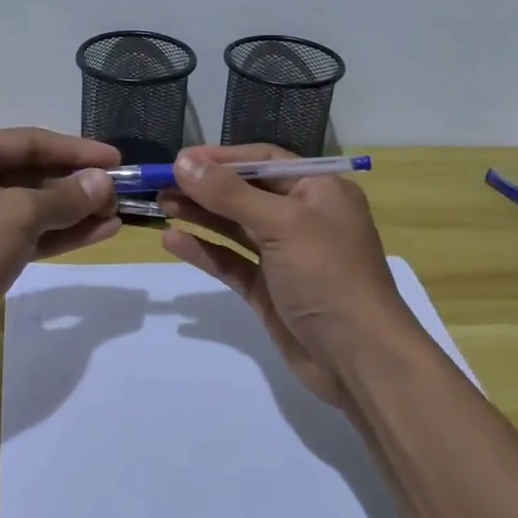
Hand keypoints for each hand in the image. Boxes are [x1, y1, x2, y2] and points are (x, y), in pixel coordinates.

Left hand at [0, 128, 119, 371]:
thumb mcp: (16, 215)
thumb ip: (64, 197)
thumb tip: (103, 182)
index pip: (31, 142)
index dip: (77, 150)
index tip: (117, 159)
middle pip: (32, 174)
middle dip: (77, 185)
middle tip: (120, 193)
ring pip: (31, 208)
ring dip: (73, 212)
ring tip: (116, 215)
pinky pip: (24, 235)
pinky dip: (57, 235)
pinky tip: (96, 233)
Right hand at [159, 144, 418, 408]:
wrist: (358, 358)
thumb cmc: (328, 275)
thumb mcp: (283, 224)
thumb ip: (230, 194)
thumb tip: (183, 162)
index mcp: (319, 191)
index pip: (264, 161)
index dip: (222, 158)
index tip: (179, 160)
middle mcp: (302, 217)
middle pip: (245, 192)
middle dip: (204, 187)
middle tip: (159, 183)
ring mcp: (284, 255)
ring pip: (235, 226)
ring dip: (200, 214)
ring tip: (160, 204)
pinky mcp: (268, 289)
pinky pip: (231, 261)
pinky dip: (204, 250)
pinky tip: (173, 241)